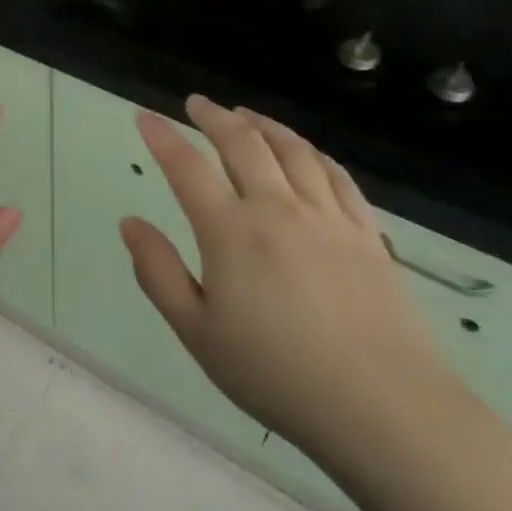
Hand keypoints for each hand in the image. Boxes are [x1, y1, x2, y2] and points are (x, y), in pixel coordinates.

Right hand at [119, 95, 451, 467]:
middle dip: (214, 117)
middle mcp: (278, 209)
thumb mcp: (197, 332)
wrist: (382, 406)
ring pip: (293, 150)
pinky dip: (313, 153)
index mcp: (231, 232)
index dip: (162, 137)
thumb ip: (158, 272)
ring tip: (245, 115)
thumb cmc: (275, 374)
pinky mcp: (367, 234)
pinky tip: (306, 151)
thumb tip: (130, 224)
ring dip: (264, 125)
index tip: (144, 116)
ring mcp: (328, 217)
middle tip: (196, 104)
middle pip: (244, 144)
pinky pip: (336, 175)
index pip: (187, 168)